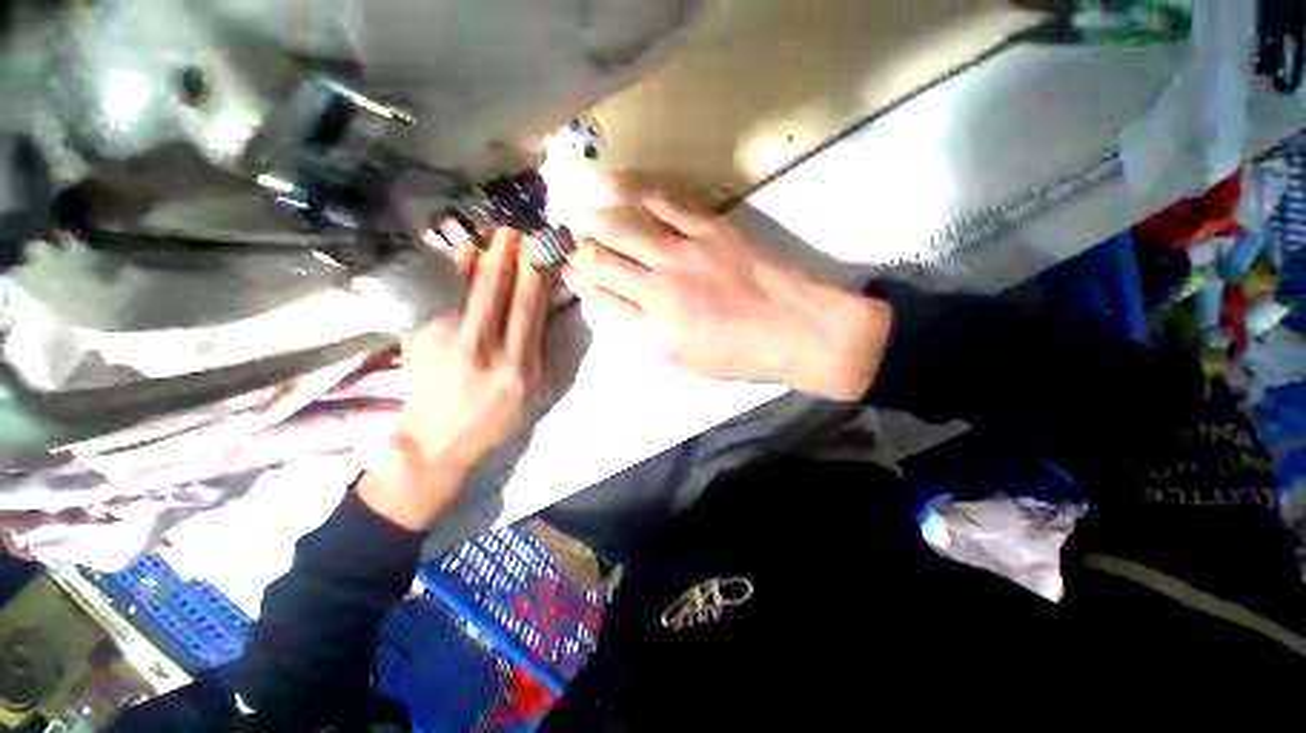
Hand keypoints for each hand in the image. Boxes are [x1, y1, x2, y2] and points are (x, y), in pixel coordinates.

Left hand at [360, 229, 553, 530]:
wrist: (438, 441)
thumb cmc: (498, 419)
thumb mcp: (534, 392)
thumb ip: (540, 348)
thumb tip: (542, 304)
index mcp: (518, 366)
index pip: (531, 308)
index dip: (538, 274)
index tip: (545, 248)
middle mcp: (484, 349)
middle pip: (498, 290)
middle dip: (511, 254)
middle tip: (520, 228)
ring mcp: (447, 341)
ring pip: (469, 288)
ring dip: (485, 255)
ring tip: (497, 233)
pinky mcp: (421, 337)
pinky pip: (444, 295)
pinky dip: (457, 270)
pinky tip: (465, 251)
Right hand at [562, 187, 890, 400]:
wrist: (795, 330)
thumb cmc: (740, 356)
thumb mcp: (687, 362)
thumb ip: (648, 335)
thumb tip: (620, 308)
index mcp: (654, 330)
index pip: (600, 302)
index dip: (580, 286)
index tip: (570, 275)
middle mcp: (659, 289)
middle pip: (602, 261)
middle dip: (576, 249)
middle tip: (565, 239)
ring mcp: (683, 254)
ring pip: (623, 227)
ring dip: (593, 217)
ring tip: (576, 207)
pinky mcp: (709, 228)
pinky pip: (663, 203)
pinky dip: (633, 191)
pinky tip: (613, 184)